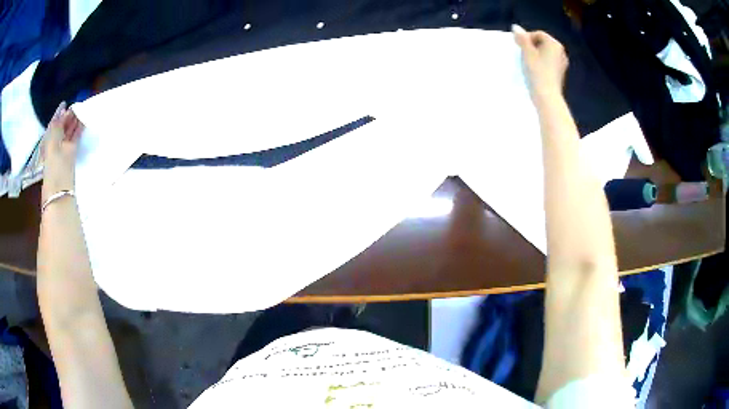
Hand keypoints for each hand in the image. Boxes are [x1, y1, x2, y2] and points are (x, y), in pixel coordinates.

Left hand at [42, 102, 83, 201]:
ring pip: (70, 130)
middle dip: (68, 115)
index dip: (59, 113)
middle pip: (63, 125)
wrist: (59, 184)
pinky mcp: (72, 152)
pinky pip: (76, 136)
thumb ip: (57, 122)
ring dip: (75, 120)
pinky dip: (79, 128)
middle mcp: (56, 141)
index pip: (54, 122)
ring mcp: (64, 147)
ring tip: (82, 108)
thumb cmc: (53, 160)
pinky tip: (84, 120)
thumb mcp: (52, 137)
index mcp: (48, 138)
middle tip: (76, 104)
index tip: (65, 103)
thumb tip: (64, 109)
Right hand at [512, 25, 568, 101]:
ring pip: (546, 53)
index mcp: (554, 44)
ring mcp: (562, 63)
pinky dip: (542, 63)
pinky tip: (536, 70)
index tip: (519, 46)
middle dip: (532, 46)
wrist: (547, 96)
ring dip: (536, 54)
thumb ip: (522, 39)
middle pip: (543, 43)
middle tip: (522, 53)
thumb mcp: (527, 53)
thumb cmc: (537, 72)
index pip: (538, 34)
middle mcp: (561, 51)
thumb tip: (516, 27)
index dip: (527, 37)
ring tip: (528, 62)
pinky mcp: (560, 73)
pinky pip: (550, 62)